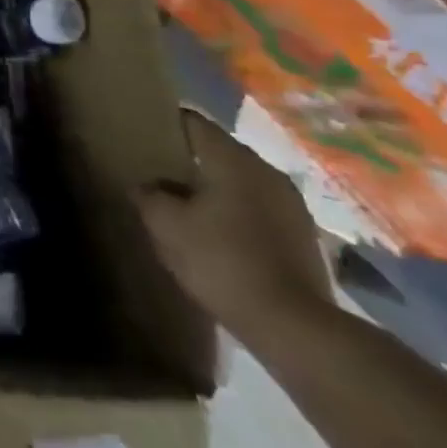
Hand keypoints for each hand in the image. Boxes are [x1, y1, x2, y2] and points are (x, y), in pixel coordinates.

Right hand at [136, 112, 333, 338]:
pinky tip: (219, 233)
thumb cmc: (222, 261)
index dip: (164, 124)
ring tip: (186, 205)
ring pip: (240, 180)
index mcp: (232, 159)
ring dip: (215, 187)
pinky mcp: (303, 234)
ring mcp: (291, 203)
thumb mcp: (165, 225)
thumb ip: (147, 194)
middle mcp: (266, 170)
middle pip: (219, 150)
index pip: (193, 121)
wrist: (293, 326)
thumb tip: (145, 185)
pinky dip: (236, 211)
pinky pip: (259, 207)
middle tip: (158, 172)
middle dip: (188, 158)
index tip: (143, 135)